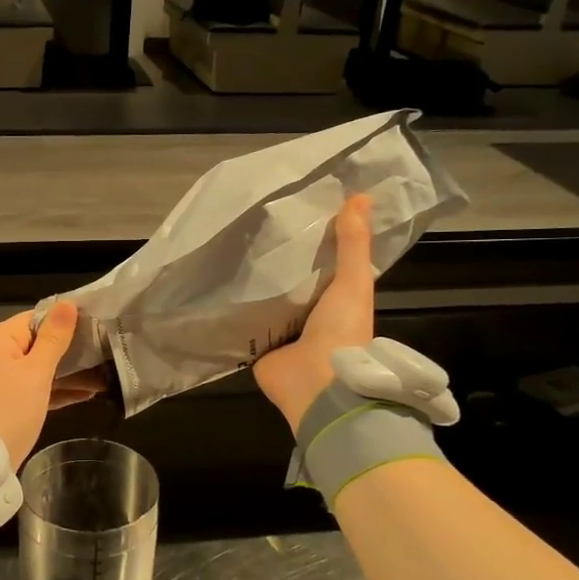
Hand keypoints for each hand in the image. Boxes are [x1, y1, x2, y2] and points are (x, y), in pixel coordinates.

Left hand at [0, 303, 103, 469]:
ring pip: (40, 366)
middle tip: (107, 352)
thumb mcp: (36, 371)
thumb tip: (68, 303)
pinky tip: (88, 393)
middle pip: (39, 341)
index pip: (37, 318)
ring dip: (70, 372)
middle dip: (72, 351)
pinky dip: (57, 389)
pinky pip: (35, 386)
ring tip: (106, 375)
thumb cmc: (10, 409)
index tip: (99, 326)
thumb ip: (54, 337)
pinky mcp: (6, 399)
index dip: (67, 321)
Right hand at [254, 193, 375, 432]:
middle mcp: (311, 317)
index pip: (324, 267)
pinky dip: (236, 307)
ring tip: (232, 247)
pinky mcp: (259, 347)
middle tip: (255, 225)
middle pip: (293, 283)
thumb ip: (354, 244)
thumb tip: (360, 195)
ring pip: (268, 301)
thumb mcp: (354, 282)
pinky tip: (218, 284)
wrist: (316, 384)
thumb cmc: (342, 331)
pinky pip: (246, 322)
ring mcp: (283, 334)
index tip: (296, 212)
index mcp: (337, 303)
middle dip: (279, 262)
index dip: (315, 242)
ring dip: (255, 284)